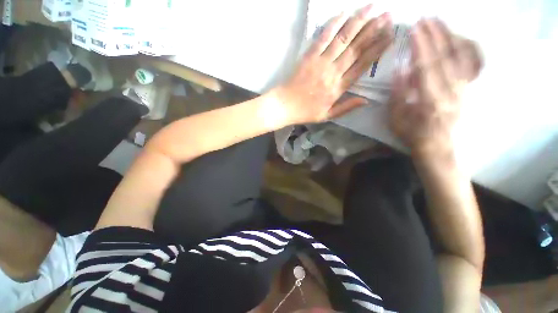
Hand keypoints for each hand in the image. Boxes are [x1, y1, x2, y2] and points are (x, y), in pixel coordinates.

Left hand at [276, 4, 392, 123]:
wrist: (285, 106)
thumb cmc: (306, 112)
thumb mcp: (327, 116)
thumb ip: (346, 108)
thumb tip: (367, 100)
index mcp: (338, 88)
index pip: (362, 65)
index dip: (377, 49)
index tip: (390, 36)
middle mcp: (333, 72)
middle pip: (356, 48)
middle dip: (373, 30)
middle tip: (388, 15)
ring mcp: (320, 62)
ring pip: (343, 39)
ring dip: (358, 21)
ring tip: (372, 7)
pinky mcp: (309, 56)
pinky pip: (323, 37)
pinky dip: (334, 24)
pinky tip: (344, 13)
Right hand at [389, 18, 481, 158]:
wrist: (437, 146)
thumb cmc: (412, 134)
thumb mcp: (396, 119)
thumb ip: (398, 95)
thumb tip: (401, 70)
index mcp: (431, 100)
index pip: (427, 67)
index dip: (421, 47)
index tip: (414, 29)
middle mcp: (452, 91)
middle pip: (445, 57)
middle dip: (435, 35)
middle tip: (425, 18)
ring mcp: (464, 89)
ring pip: (461, 57)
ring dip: (450, 36)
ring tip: (439, 21)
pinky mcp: (468, 89)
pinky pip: (473, 64)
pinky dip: (467, 47)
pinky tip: (458, 37)